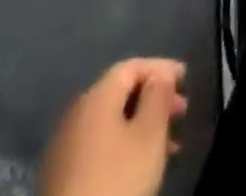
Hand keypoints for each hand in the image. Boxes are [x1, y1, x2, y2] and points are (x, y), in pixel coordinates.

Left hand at [39, 58, 188, 195]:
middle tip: (180, 113)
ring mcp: (63, 147)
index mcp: (95, 96)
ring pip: (111, 122)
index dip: (162, 67)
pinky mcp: (60, 177)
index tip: (186, 80)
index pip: (132, 65)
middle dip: (154, 99)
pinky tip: (139, 164)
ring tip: (168, 144)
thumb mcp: (150, 133)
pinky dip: (123, 145)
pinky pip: (99, 146)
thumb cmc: (117, 179)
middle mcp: (75, 114)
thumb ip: (159, 95)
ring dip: (141, 125)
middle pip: (121, 93)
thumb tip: (160, 75)